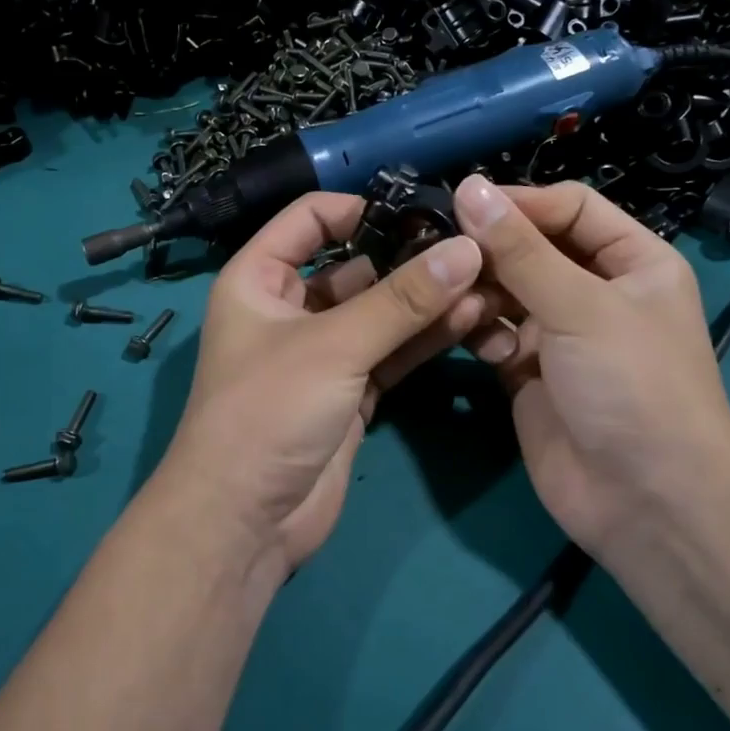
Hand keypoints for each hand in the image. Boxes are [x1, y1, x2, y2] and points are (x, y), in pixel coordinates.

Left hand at [154, 193, 491, 567]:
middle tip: (471, 246)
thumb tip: (467, 249)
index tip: (418, 209)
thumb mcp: (333, 346)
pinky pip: (392, 352)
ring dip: (425, 299)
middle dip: (407, 257)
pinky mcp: (351, 392)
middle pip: (354, 267)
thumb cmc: (268, 411)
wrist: (245, 522)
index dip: (358, 208)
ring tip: (484, 280)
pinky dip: (425, 338)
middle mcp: (289, 309)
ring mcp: (323, 353)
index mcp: (258, 279)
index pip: (308, 220)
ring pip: (379, 313)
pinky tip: (470, 318)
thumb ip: (402, 300)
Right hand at [451, 176, 729, 555]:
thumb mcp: (580, 306)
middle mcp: (596, 291)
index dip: (520, 203)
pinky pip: (494, 335)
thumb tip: (468, 187)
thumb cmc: (631, 385)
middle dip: (492, 252)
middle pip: (532, 249)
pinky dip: (482, 335)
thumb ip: (519, 249)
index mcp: (632, 261)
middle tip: (442, 253)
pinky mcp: (528, 373)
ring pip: (506, 292)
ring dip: (482, 294)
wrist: (646, 501)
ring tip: (461, 305)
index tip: (462, 205)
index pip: (570, 208)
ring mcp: (560, 334)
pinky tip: (482, 349)